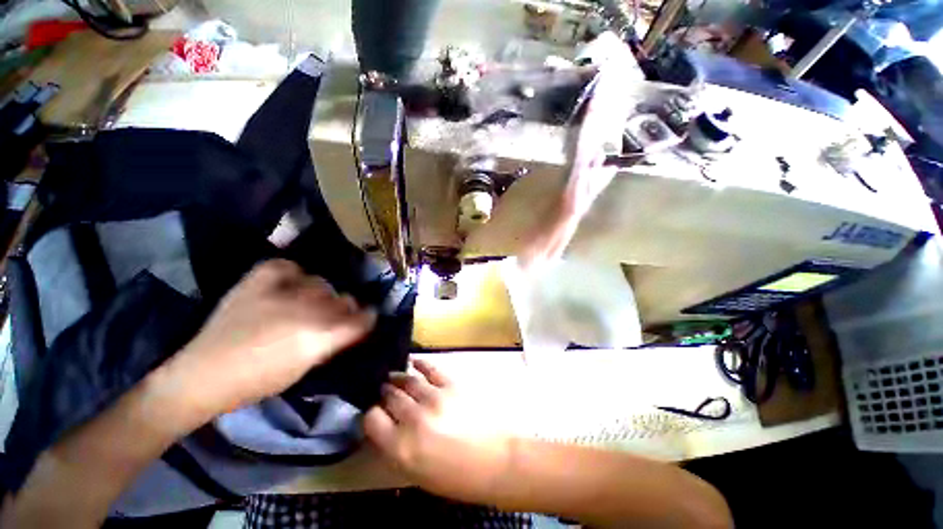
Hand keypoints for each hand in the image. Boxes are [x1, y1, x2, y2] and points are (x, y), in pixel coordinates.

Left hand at [159, 259, 376, 422]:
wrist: (203, 375)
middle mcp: (308, 309)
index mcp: (321, 335)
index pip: (363, 319)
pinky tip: (288, 286)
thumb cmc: (259, 381)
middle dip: (345, 308)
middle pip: (345, 299)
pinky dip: (293, 274)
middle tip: (334, 317)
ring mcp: (283, 292)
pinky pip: (288, 267)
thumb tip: (350, 326)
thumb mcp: (306, 366)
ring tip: (307, 303)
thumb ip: (333, 342)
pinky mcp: (258, 281)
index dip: (368, 318)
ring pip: (322, 283)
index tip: (365, 320)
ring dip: (322, 294)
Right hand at [363, 359, 515, 503]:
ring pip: (407, 380)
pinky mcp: (452, 384)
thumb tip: (385, 428)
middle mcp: (413, 419)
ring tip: (394, 377)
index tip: (375, 413)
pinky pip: (430, 369)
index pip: (371, 419)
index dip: (371, 414)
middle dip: (384, 394)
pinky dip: (420, 363)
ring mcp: (434, 397)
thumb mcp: (418, 474)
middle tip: (384, 391)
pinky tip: (414, 362)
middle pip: (389, 396)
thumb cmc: (458, 477)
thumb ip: (396, 450)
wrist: (498, 460)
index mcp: (401, 448)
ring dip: (398, 378)